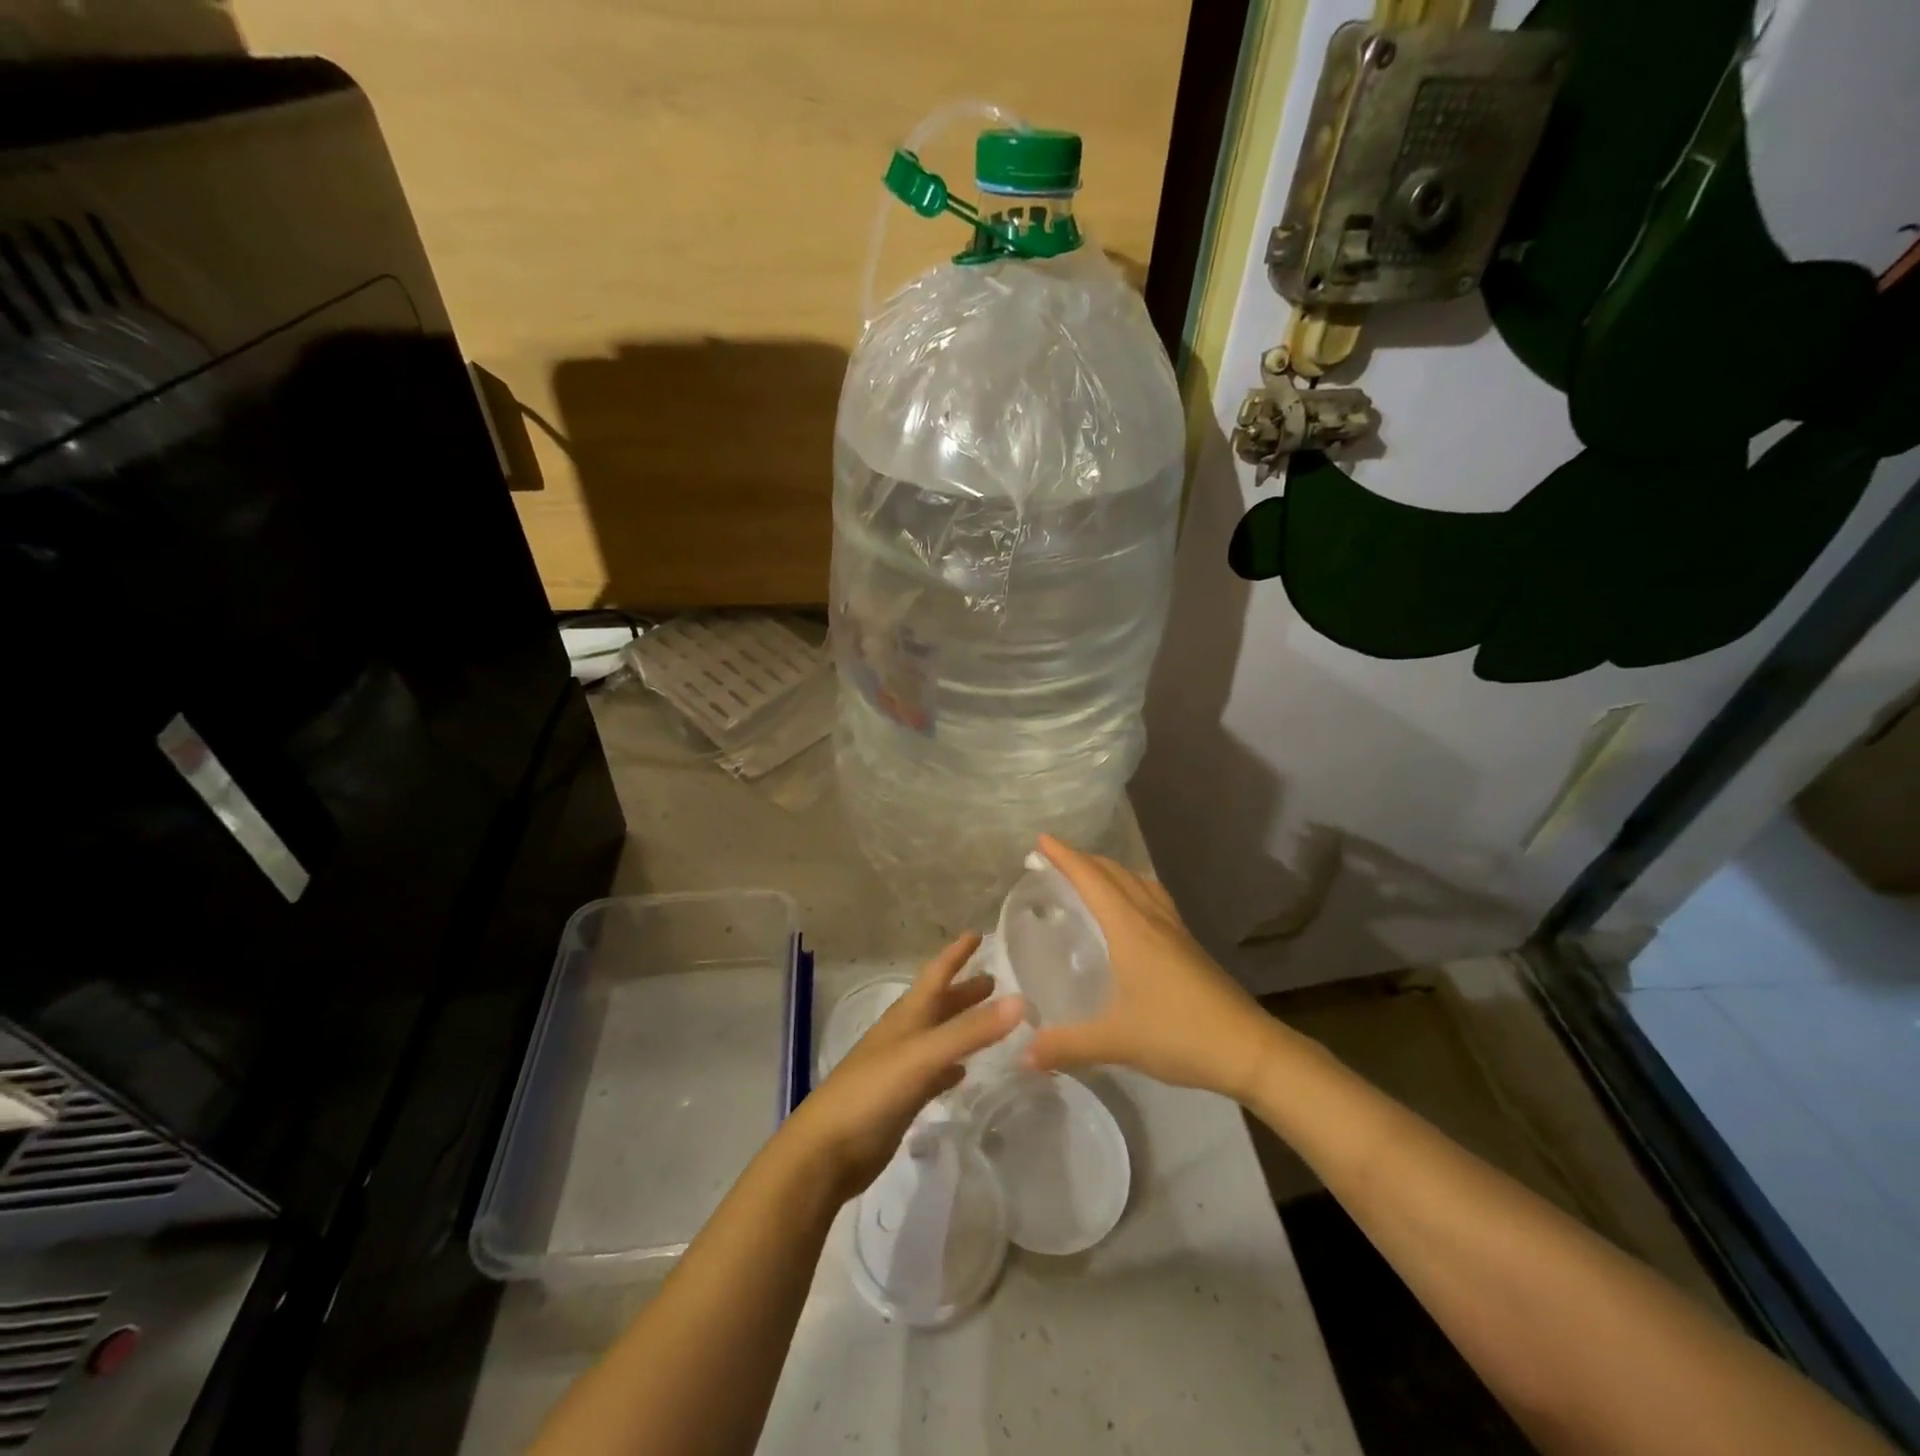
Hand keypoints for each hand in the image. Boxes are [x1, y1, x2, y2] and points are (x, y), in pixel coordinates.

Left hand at [784, 935, 1024, 1201]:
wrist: (826, 1151)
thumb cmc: (872, 1092)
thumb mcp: (923, 1056)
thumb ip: (969, 1031)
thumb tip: (1019, 1000)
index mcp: (906, 1016)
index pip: (935, 974)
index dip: (955, 954)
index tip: (977, 933)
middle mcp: (903, 1035)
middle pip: (938, 1004)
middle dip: (964, 990)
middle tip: (995, 980)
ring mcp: (900, 1068)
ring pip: (938, 1037)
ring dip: (961, 1026)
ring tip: (990, 1021)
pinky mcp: (901, 1099)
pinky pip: (933, 1074)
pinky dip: (950, 1067)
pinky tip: (962, 1073)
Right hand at [1023, 835, 1274, 1101]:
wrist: (1249, 1049)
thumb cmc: (1179, 1034)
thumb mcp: (1116, 1041)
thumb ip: (1067, 1045)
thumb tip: (1023, 1055)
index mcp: (1131, 930)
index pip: (1092, 880)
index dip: (1065, 857)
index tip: (1041, 839)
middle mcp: (1152, 919)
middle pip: (1116, 873)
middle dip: (1084, 859)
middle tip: (1054, 858)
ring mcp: (1175, 930)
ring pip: (1139, 882)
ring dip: (1111, 870)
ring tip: (1090, 875)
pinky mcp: (1189, 945)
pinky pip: (1154, 899)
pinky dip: (1133, 888)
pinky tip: (1132, 910)